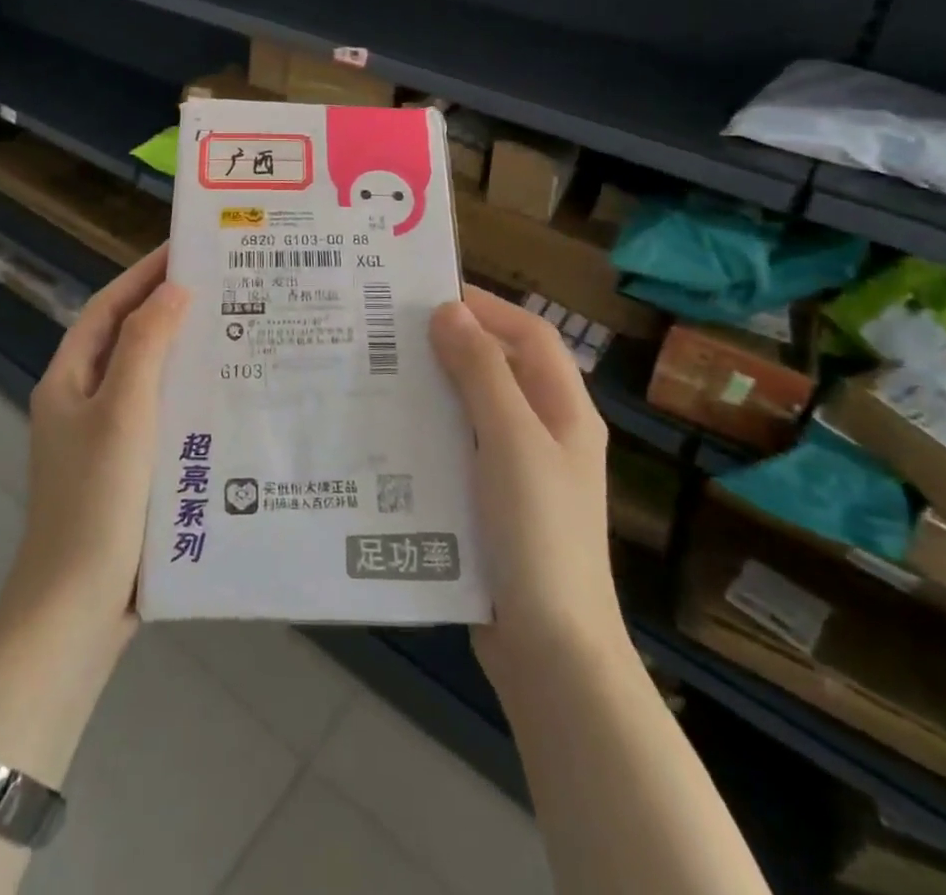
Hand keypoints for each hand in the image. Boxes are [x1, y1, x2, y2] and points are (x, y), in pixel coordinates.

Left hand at [0, 245, 189, 661]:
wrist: (76, 609)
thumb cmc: (96, 500)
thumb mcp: (121, 412)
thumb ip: (145, 345)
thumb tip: (174, 289)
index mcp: (69, 379)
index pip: (108, 307)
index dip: (144, 274)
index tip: (188, 247)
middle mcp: (84, 401)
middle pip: (129, 338)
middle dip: (170, 308)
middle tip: (225, 284)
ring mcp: (105, 438)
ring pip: (149, 377)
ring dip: (184, 351)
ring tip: (236, 329)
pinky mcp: (129, 470)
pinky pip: (162, 414)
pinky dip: (189, 396)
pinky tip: (227, 395)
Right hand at [429, 287, 626, 691]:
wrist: (549, 649)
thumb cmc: (537, 530)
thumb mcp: (510, 439)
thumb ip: (481, 371)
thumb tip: (448, 311)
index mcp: (565, 411)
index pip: (531, 336)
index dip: (488, 308)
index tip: (431, 295)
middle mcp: (546, 434)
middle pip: (501, 369)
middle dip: (453, 345)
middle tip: (391, 333)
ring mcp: (520, 472)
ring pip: (474, 410)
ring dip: (436, 389)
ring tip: (380, 374)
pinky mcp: (492, 505)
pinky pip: (459, 450)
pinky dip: (430, 433)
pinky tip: (389, 435)